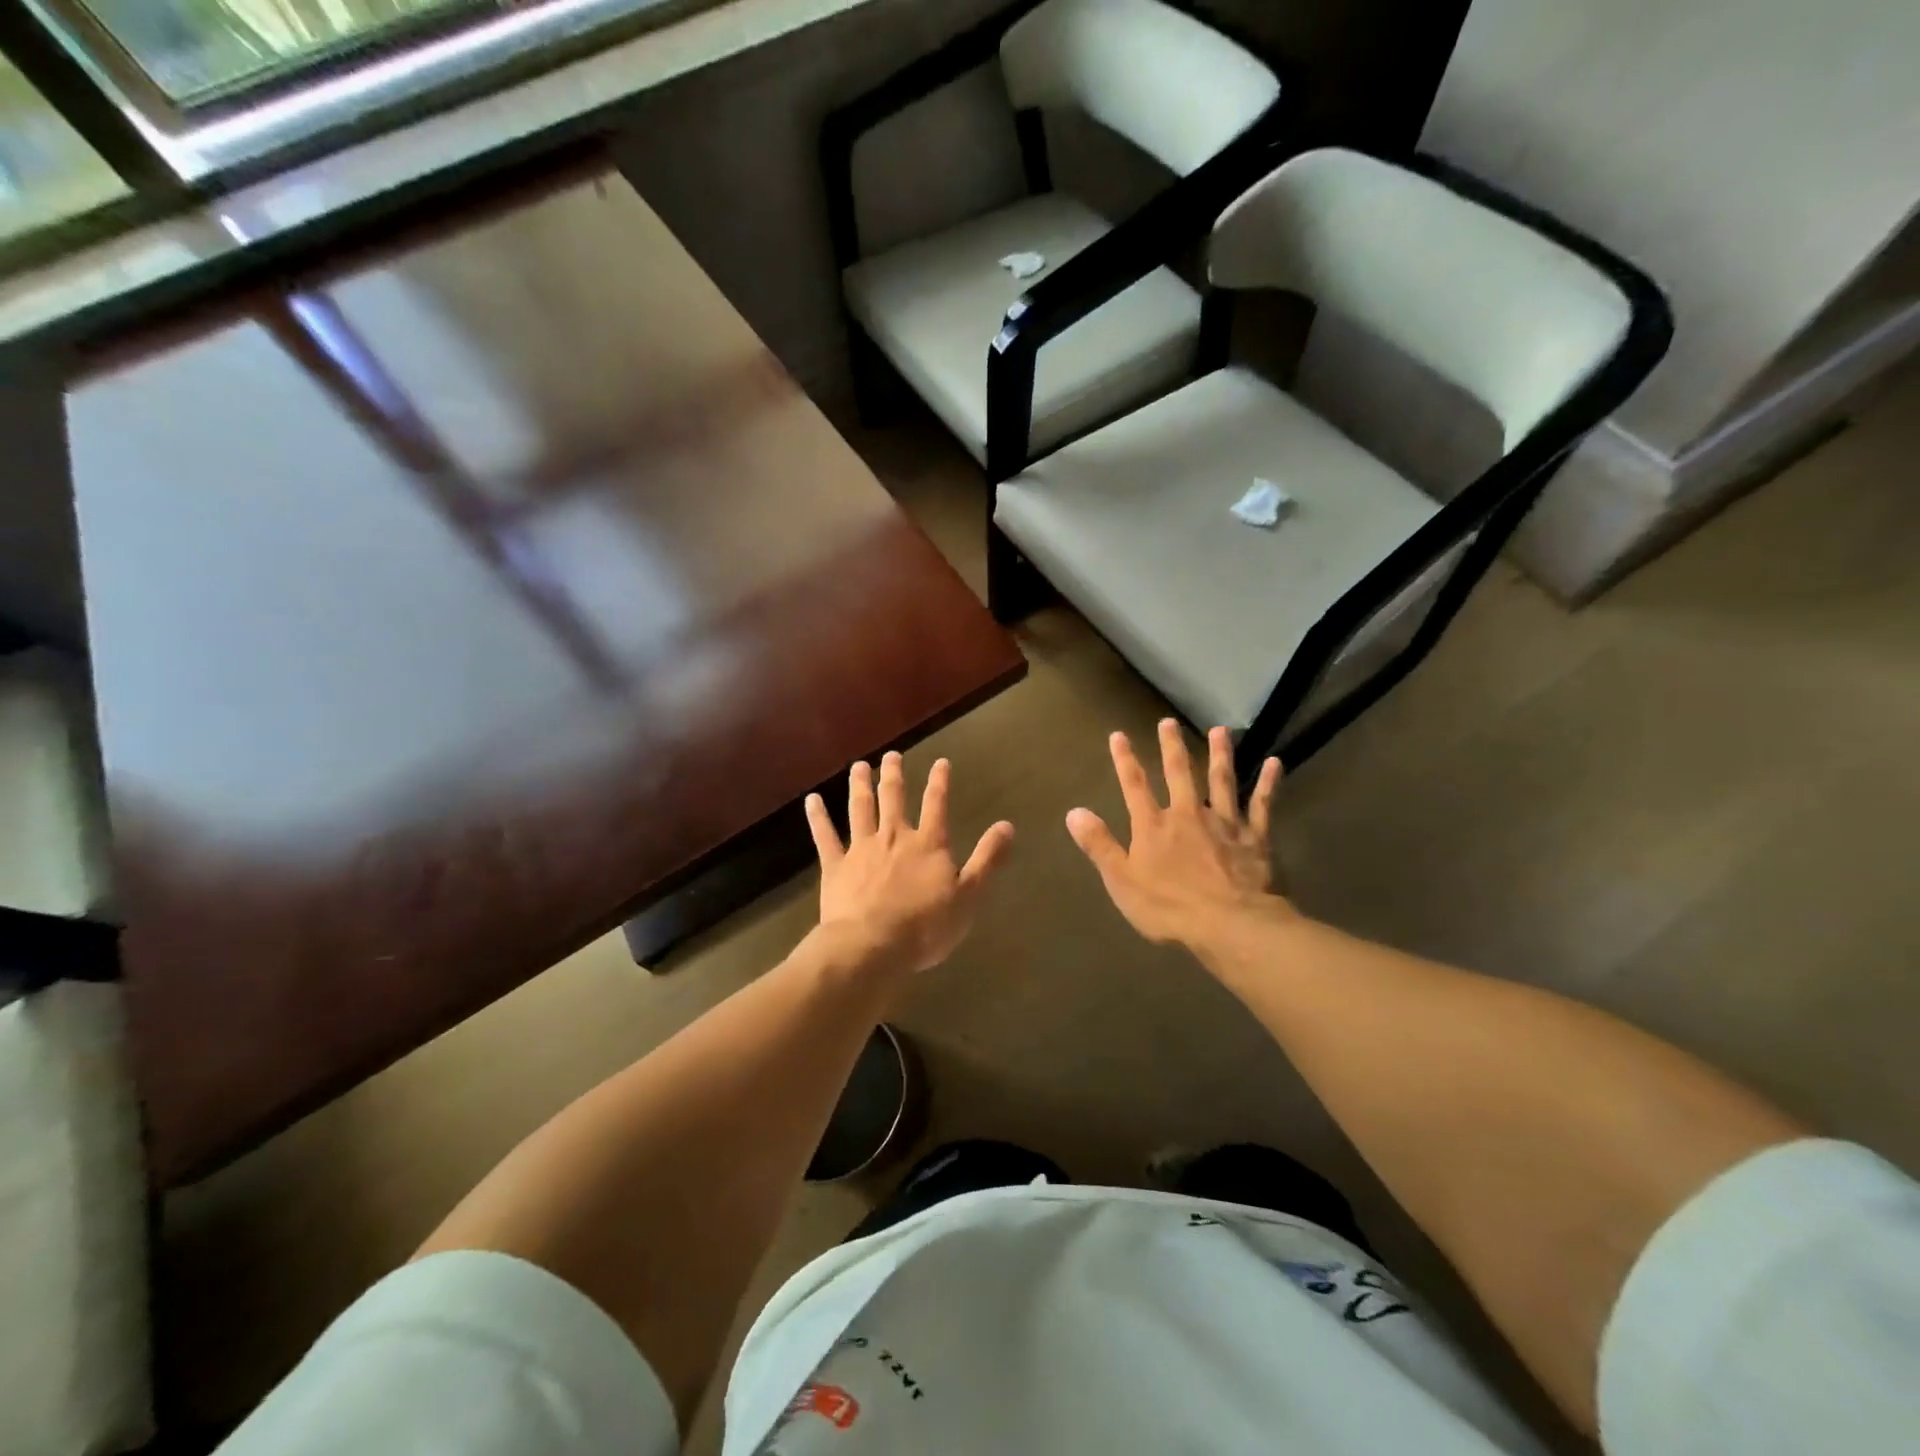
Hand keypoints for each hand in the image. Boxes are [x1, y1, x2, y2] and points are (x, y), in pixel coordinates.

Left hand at [806, 752, 1014, 973]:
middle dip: (894, 775)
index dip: (940, 782)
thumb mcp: (968, 895)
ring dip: (860, 785)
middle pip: (893, 798)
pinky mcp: (835, 867)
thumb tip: (1007, 825)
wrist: (872, 946)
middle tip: (892, 755)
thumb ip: (987, 859)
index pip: (937, 805)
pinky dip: (818, 817)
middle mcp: (894, 837)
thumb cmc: (925, 926)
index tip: (940, 762)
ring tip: (859, 766)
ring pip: (860, 809)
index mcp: (928, 844)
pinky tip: (812, 800)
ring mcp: (861, 849)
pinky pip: (825, 836)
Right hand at [1066, 720, 1286, 947]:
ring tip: (1220, 731)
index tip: (1119, 735)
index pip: (1134, 786)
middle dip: (1171, 747)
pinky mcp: (1254, 837)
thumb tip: (1074, 812)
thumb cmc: (1168, 907)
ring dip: (1219, 754)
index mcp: (1153, 826)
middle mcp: (1187, 814)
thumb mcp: (1121, 880)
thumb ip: (1099, 844)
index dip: (1125, 760)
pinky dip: (1268, 783)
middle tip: (1168, 722)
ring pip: (1221, 781)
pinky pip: (1261, 805)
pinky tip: (1275, 763)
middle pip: (1178, 773)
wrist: (1228, 923)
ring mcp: (1223, 823)